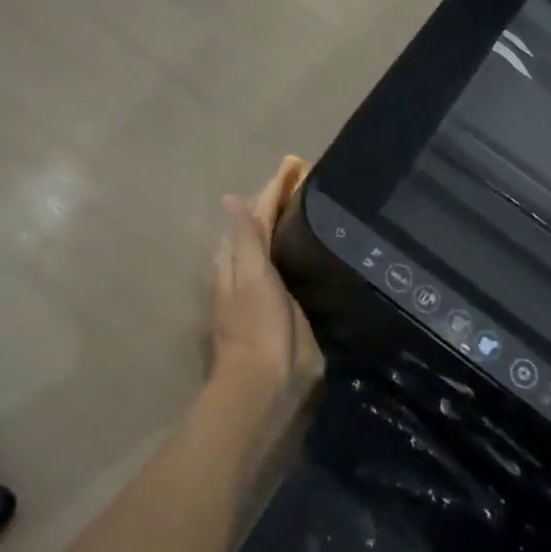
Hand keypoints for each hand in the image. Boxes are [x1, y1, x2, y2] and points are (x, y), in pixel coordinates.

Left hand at [209, 157, 323, 409]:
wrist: (265, 384)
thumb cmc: (256, 326)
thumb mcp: (250, 277)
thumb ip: (245, 238)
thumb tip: (231, 197)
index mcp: (237, 259)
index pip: (254, 215)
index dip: (272, 191)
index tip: (293, 167)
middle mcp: (249, 271)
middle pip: (263, 229)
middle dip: (280, 205)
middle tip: (308, 183)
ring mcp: (266, 291)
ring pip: (275, 248)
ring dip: (289, 227)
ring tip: (315, 206)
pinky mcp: (286, 309)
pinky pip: (291, 269)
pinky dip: (299, 252)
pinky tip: (318, 247)